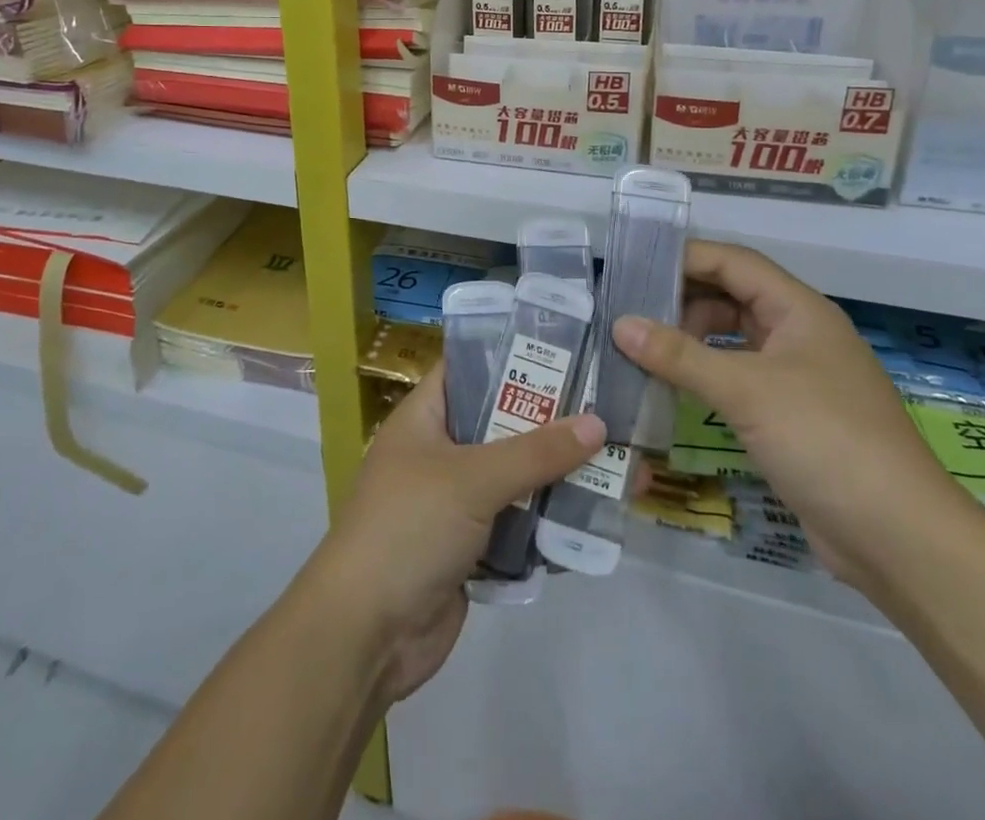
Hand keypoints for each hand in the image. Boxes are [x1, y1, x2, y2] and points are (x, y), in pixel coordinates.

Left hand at [304, 369, 603, 702]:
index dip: (511, 357)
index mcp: (424, 418)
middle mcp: (439, 453)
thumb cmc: (409, 528)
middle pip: (500, 425)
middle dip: (550, 423)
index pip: (468, 369)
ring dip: (556, 477)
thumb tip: (597, 423)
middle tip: (607, 409)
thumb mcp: (472, 479)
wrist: (367, 634)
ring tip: (616, 464)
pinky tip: (593, 519)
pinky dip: (546, 523)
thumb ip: (535, 452)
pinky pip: (516, 524)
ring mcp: (454, 503)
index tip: (565, 351)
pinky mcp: (470, 548)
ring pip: (513, 478)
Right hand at [613, 239, 976, 596]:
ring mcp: (798, 377)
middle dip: (682, 301)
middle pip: (732, 297)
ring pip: (734, 339)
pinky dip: (706, 376)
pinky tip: (673, 389)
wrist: (901, 539)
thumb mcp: (745, 390)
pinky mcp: (792, 416)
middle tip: (629, 313)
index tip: (634, 266)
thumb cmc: (825, 441)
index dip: (685, 258)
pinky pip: (739, 377)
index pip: (733, 262)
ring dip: (691, 340)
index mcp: (799, 310)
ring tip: (642, 351)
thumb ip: (679, 355)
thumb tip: (619, 324)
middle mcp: (800, 334)